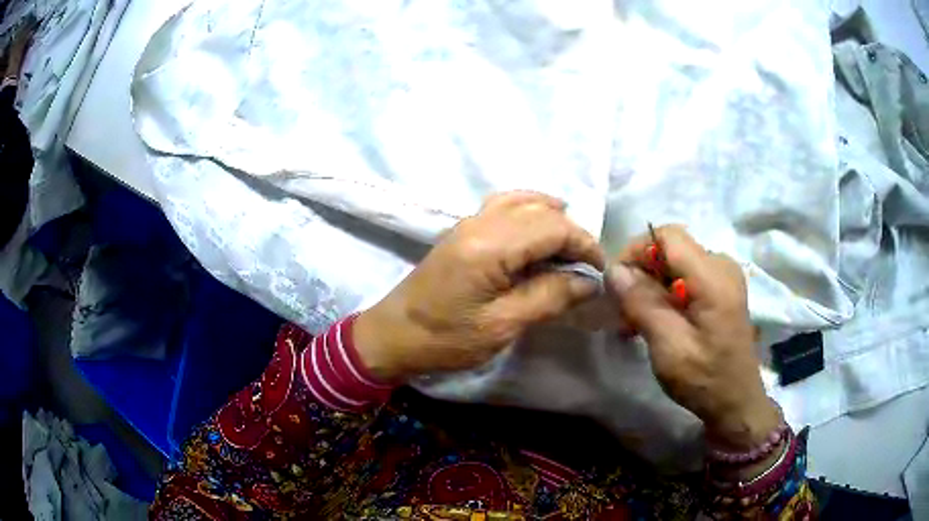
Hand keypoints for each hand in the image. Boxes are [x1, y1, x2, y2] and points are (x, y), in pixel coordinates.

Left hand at [355, 191, 604, 381]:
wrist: (394, 335)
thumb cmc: (446, 339)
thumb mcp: (503, 325)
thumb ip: (549, 297)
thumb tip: (589, 281)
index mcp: (490, 246)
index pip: (553, 227)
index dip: (584, 244)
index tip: (600, 270)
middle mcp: (480, 223)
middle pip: (541, 211)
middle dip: (571, 233)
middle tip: (586, 265)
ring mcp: (468, 222)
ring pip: (523, 202)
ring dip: (552, 218)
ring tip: (570, 245)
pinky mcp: (462, 230)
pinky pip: (503, 206)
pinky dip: (529, 211)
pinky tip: (538, 230)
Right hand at [607, 225, 778, 449]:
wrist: (736, 402)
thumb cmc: (704, 378)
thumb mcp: (668, 346)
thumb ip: (642, 303)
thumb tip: (614, 270)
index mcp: (713, 276)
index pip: (667, 236)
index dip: (636, 250)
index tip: (617, 282)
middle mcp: (722, 266)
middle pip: (672, 248)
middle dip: (642, 271)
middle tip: (622, 308)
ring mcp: (725, 277)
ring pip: (677, 262)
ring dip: (652, 284)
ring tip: (635, 319)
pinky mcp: (723, 290)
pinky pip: (687, 276)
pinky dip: (666, 292)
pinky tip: (656, 319)